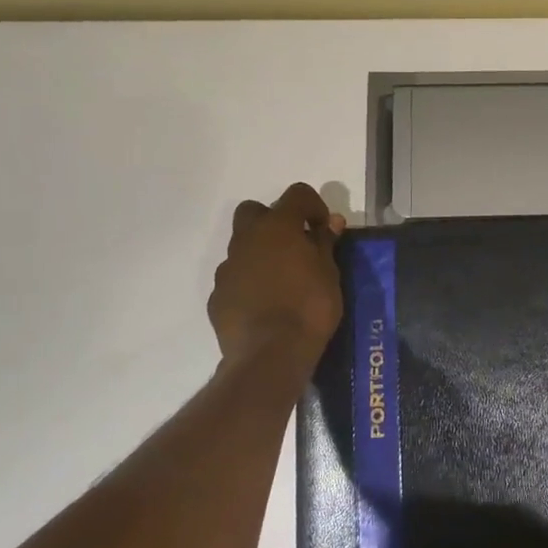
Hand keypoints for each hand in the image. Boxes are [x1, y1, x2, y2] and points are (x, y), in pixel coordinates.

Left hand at [208, 183, 346, 361]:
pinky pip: (236, 278)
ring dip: (262, 254)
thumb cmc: (310, 307)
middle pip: (254, 211)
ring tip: (283, 282)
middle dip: (274, 221)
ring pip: (243, 247)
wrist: (270, 354)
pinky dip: (250, 282)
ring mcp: (228, 268)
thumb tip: (330, 222)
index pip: (296, 194)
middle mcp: (247, 239)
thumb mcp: (330, 273)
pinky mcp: (218, 295)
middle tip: (296, 246)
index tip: (324, 229)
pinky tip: (266, 305)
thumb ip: (325, 243)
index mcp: (278, 227)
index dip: (313, 205)